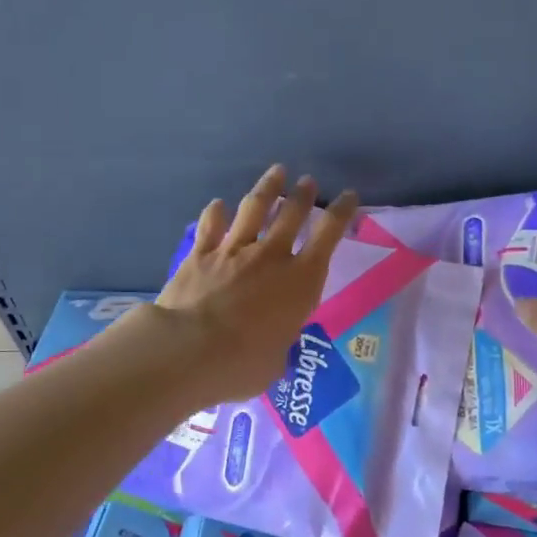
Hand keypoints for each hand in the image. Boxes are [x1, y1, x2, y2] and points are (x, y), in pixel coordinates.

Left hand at [150, 164, 359, 404]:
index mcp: (301, 282)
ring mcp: (233, 251)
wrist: (189, 350)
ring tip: (276, 173)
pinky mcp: (199, 255)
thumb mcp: (275, 361)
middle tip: (308, 181)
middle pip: (292, 215)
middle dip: (303, 195)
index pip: (328, 237)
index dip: (341, 213)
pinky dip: (215, 213)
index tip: (348, 196)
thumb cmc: (243, 364)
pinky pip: (211, 226)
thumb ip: (278, 343)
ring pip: (254, 209)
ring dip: (267, 189)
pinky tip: (218, 204)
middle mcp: (271, 257)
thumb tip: (271, 345)